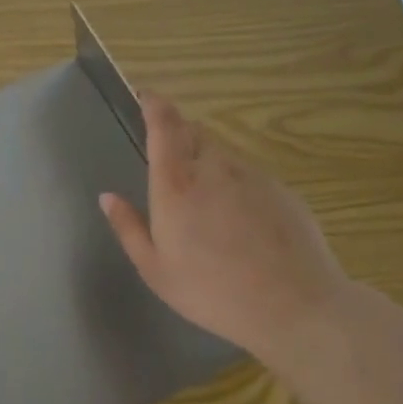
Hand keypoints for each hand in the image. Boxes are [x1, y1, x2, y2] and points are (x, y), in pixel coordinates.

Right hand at [98, 92, 352, 359]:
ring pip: (222, 154)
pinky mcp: (282, 191)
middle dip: (178, 135)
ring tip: (205, 202)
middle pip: (194, 132)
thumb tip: (108, 197)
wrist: (295, 307)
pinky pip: (248, 175)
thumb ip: (128, 228)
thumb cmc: (212, 291)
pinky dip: (235, 184)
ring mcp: (253, 177)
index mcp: (176, 184)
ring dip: (206, 161)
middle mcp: (214, 168)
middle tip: (169, 163)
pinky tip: (239, 222)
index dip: (154, 104)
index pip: (164, 125)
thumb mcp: (155, 269)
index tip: (145, 97)